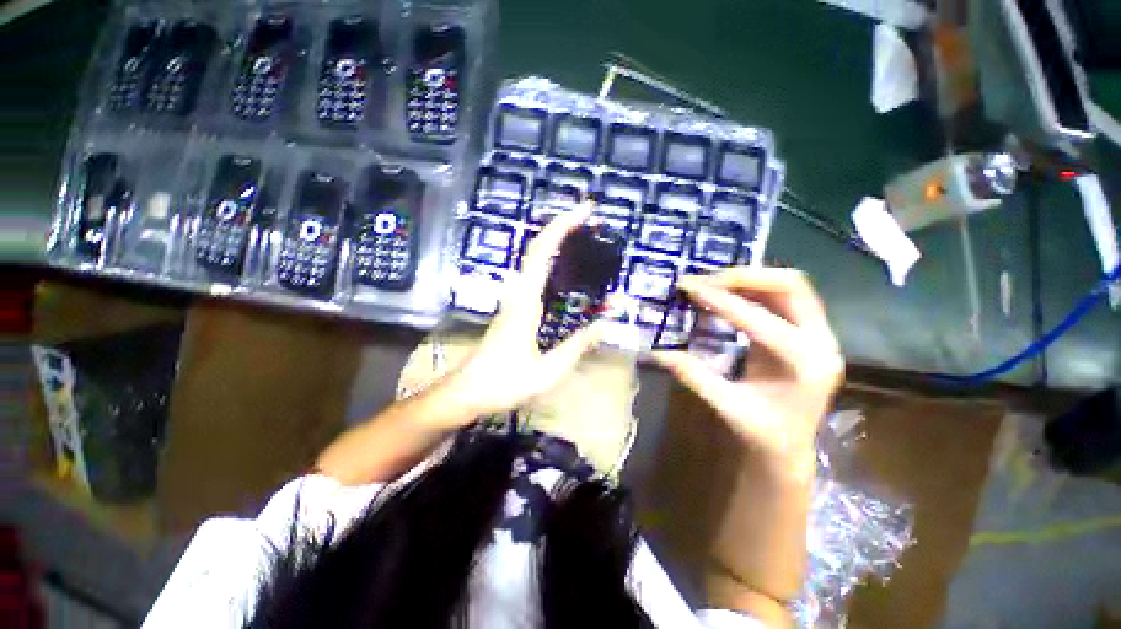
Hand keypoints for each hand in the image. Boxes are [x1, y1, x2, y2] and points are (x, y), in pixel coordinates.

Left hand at [444, 203, 603, 417]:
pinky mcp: (515, 308)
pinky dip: (553, 262)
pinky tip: (568, 271)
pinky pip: (536, 276)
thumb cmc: (503, 383)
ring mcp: (514, 299)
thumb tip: (605, 324)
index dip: (563, 227)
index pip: (542, 252)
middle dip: (563, 227)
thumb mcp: (548, 371)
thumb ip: (577, 346)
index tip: (586, 211)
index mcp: (525, 302)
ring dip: (558, 242)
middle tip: (591, 220)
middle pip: (538, 248)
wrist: (465, 392)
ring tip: (585, 238)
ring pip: (535, 260)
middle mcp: (518, 293)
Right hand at [653, 268, 843, 474]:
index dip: (721, 301)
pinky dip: (753, 288)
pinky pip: (783, 296)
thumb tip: (657, 350)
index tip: (690, 287)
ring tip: (712, 282)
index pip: (760, 320)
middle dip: (744, 277)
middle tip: (705, 280)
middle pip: (790, 287)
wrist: (789, 447)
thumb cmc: (763, 433)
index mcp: (805, 365)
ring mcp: (819, 333)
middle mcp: (822, 342)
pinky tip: (727, 292)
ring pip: (789, 286)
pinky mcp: (808, 331)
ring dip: (749, 279)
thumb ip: (694, 376)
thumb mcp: (726, 407)